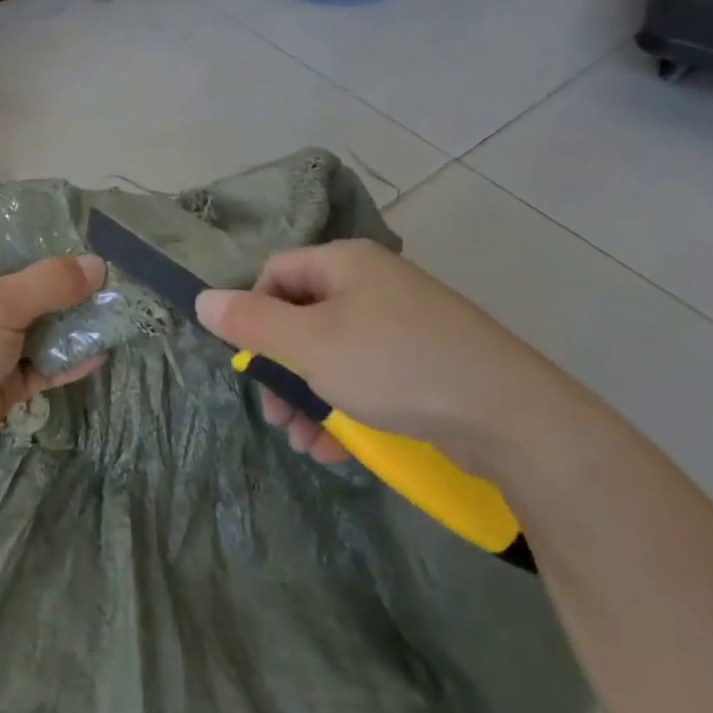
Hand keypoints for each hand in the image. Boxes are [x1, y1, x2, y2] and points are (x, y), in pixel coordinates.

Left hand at [0, 247, 107, 486]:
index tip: (97, 244)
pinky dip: (65, 361)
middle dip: (72, 288)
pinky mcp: (1, 381)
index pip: (12, 244)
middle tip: (118, 283)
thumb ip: (50, 283)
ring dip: (73, 325)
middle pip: (32, 286)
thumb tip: (98, 264)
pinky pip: (40, 365)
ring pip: (39, 327)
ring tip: (120, 315)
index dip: (53, 244)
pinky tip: (99, 355)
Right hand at [194, 239, 591, 479]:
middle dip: (280, 373)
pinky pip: (367, 378)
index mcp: (345, 264)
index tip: (249, 360)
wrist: (510, 416)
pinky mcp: (425, 363)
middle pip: (301, 320)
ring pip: (331, 357)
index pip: (274, 273)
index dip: (252, 314)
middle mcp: (373, 285)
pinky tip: (338, 449)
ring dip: (308, 401)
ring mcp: (403, 325)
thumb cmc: (393, 365)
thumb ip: (250, 323)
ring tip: (306, 444)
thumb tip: (202, 299)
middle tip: (276, 416)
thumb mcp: (308, 345)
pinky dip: (345, 410)